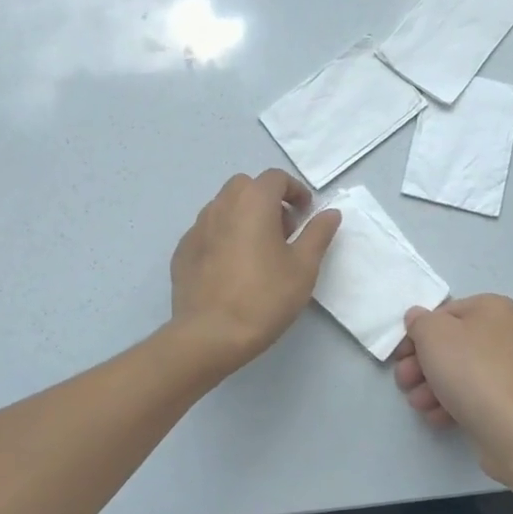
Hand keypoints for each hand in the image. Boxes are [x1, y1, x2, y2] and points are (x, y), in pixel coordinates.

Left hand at [169, 169, 341, 370]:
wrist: (210, 335)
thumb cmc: (264, 297)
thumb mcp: (303, 267)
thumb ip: (318, 233)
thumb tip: (330, 213)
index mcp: (253, 202)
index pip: (275, 178)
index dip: (295, 191)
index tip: (306, 214)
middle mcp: (221, 205)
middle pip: (246, 187)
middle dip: (267, 200)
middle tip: (283, 231)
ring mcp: (197, 228)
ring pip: (224, 208)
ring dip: (244, 217)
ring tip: (258, 251)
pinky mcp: (182, 251)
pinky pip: (208, 232)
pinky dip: (224, 237)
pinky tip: (232, 268)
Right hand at [392, 294, 512, 483]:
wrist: (512, 428)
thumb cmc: (470, 369)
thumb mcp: (432, 334)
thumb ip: (419, 321)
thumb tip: (418, 319)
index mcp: (493, 309)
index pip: (445, 313)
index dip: (417, 333)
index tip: (401, 355)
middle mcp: (507, 334)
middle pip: (451, 345)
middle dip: (421, 365)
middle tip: (404, 381)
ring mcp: (512, 370)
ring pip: (460, 372)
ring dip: (431, 387)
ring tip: (418, 404)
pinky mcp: (512, 402)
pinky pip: (475, 395)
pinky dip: (452, 403)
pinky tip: (437, 417)